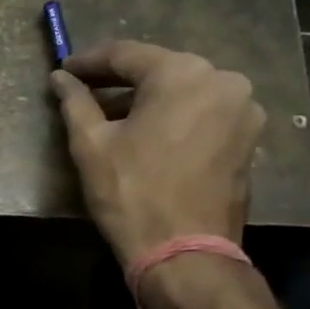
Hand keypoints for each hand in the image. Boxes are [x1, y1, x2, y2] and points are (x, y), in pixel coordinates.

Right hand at [48, 40, 264, 267]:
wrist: (185, 254)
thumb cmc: (132, 194)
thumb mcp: (91, 144)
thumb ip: (75, 102)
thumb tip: (60, 78)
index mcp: (182, 73)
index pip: (126, 54)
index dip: (89, 62)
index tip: (64, 69)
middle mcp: (222, 80)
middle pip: (159, 70)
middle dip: (120, 80)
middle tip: (85, 91)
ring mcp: (243, 110)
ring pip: (183, 92)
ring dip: (147, 100)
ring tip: (113, 117)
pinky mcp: (249, 138)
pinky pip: (203, 113)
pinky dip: (173, 117)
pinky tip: (147, 134)